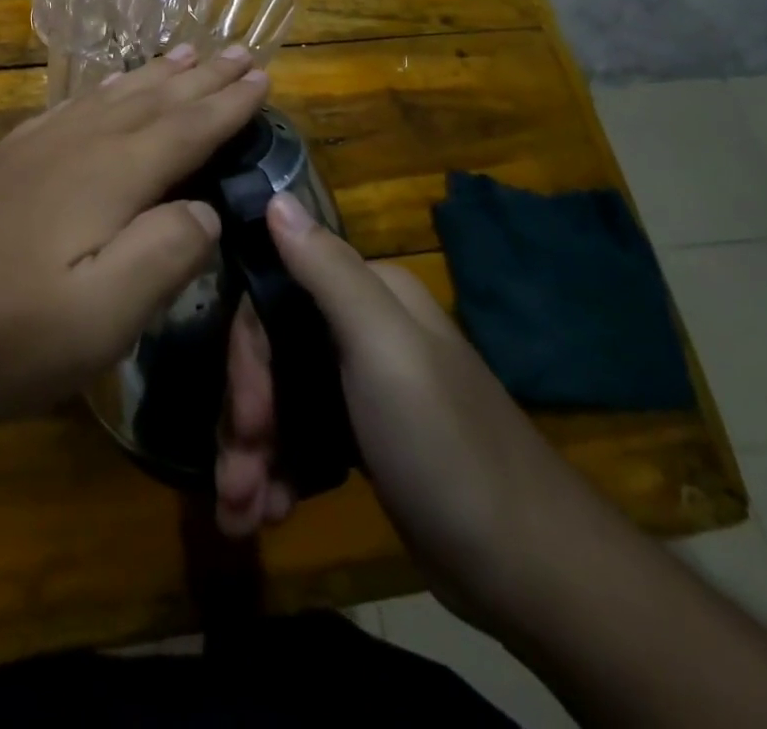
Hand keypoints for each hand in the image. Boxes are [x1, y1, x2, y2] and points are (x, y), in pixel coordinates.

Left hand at [0, 45, 268, 425]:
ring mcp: (31, 149)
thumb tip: (205, 209)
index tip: (262, 76)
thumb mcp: (101, 317)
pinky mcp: (0, 162)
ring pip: (108, 97)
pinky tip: (99, 93)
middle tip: (236, 49)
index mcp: (108, 177)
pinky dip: (98, 92)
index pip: (185, 129)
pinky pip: (66, 109)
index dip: (227, 105)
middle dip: (200, 77)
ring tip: (183, 52)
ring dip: (153, 76)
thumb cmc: (3, 332)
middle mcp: (74, 146)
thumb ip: (164, 255)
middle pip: (151, 101)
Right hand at [216, 193, 589, 621]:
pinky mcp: (365, 436)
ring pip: (281, 399)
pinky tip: (269, 511)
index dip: (247, 359)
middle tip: (234, 487)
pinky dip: (278, 472)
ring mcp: (362, 384)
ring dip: (253, 455)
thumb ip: (326, 271)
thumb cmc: (447, 447)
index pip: (272, 300)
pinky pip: (301, 436)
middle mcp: (361, 327)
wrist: (533, 571)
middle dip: (245, 420)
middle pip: (272, 354)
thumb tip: (274, 196)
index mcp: (367, 295)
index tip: (245, 422)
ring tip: (241, 514)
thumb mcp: (384, 349)